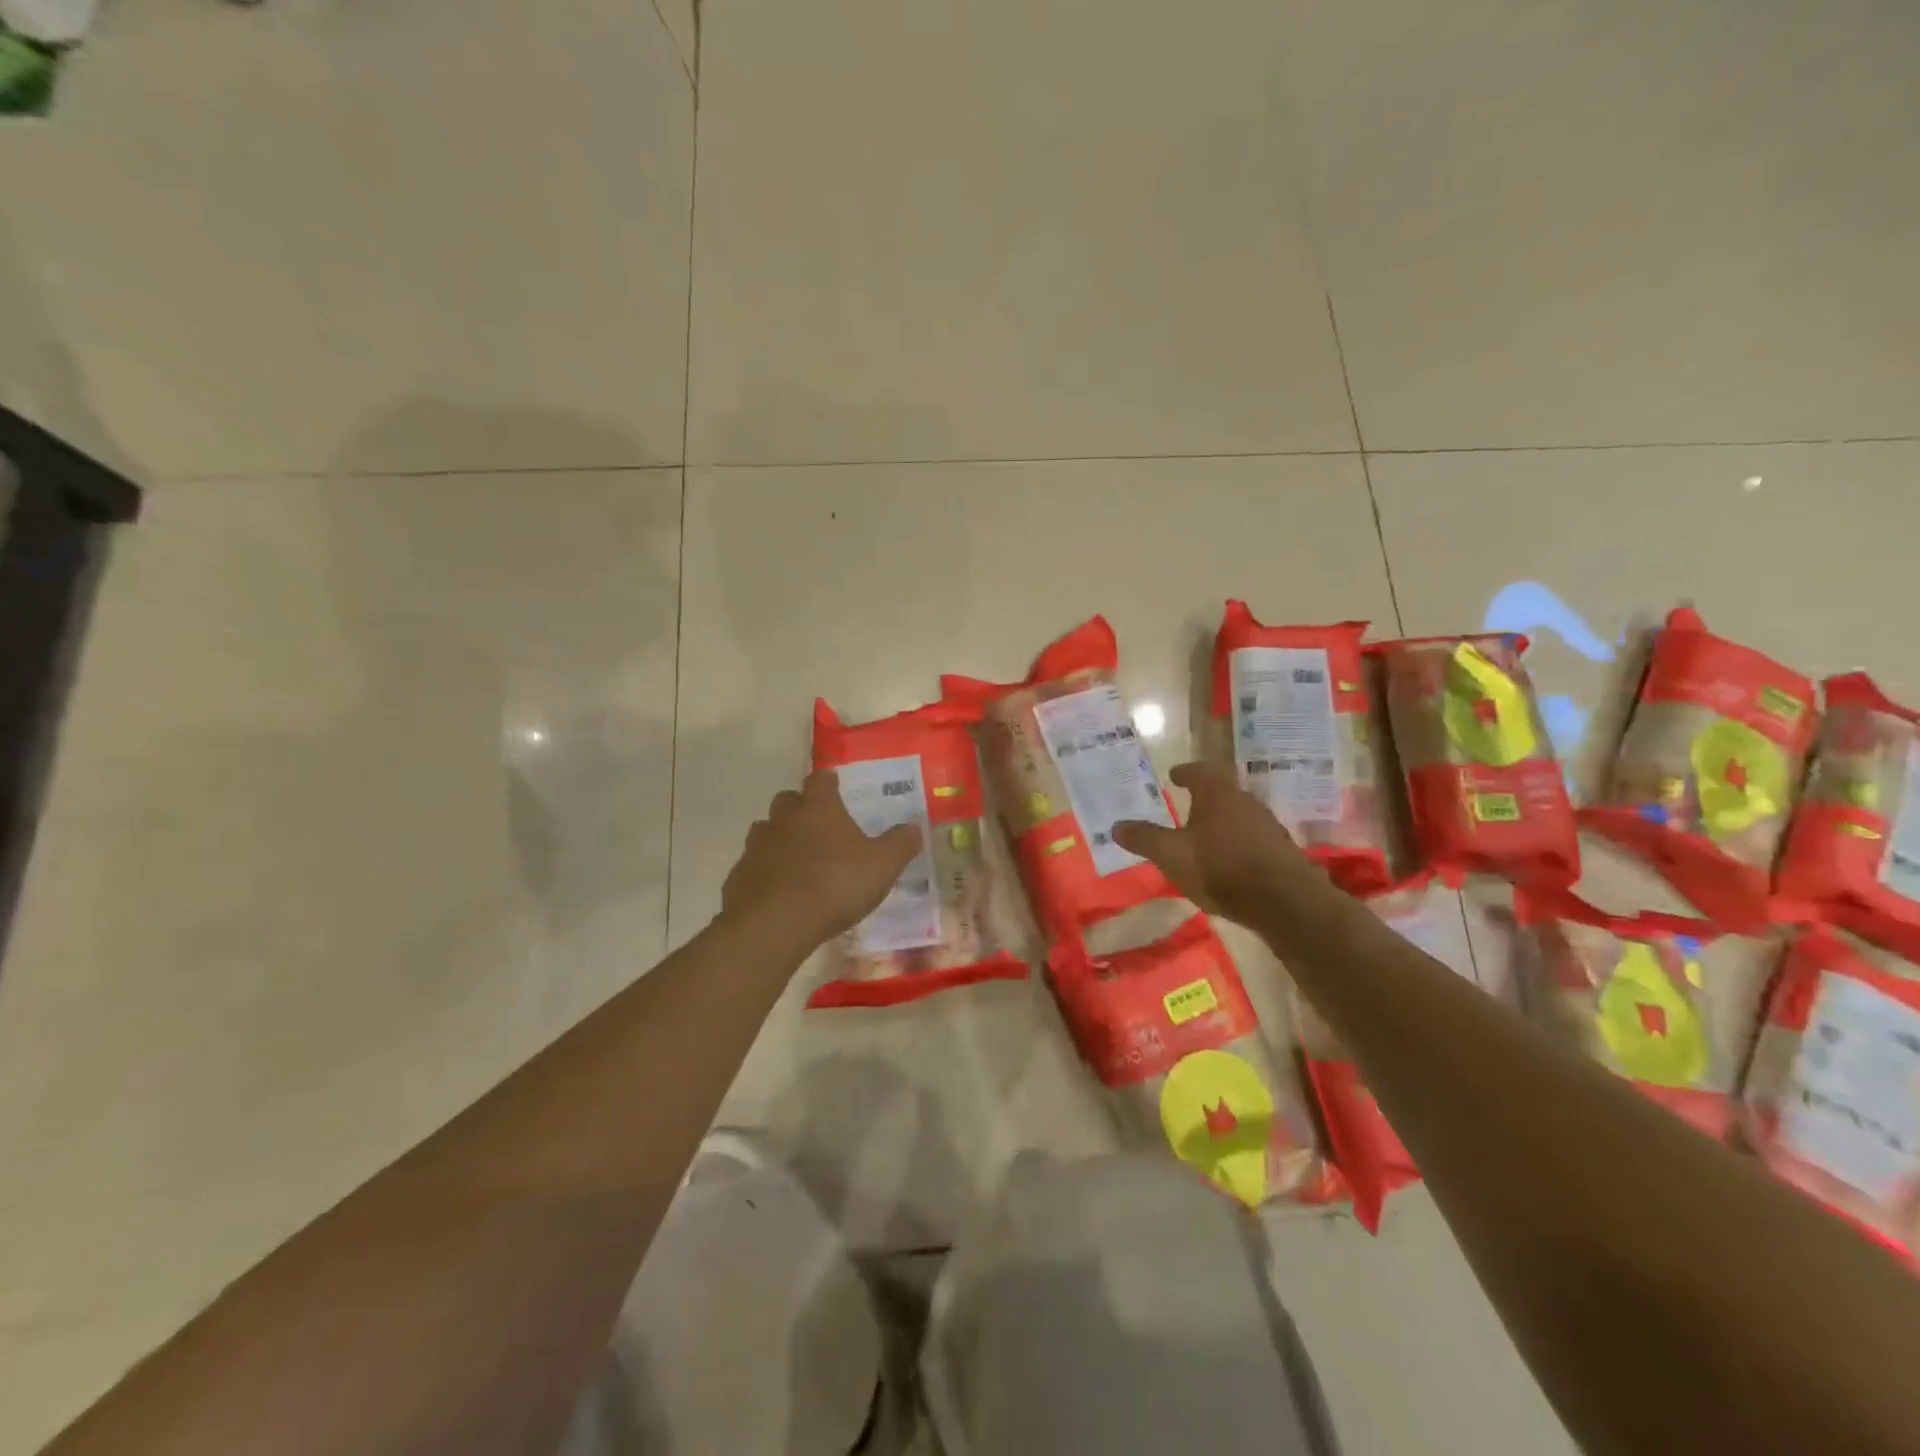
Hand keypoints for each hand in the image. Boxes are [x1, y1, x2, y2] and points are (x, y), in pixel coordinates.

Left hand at [721, 771, 922, 951]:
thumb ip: (900, 844)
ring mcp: (756, 846)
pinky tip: (779, 892)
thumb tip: (914, 826)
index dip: (828, 781)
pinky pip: (754, 866)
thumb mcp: (882, 866)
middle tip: (819, 826)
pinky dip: (766, 872)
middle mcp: (784, 819)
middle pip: (788, 801)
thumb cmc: (834, 885)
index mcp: (818, 808)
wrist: (774, 924)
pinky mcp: (739, 876)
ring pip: (767, 831)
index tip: (835, 784)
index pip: (820, 780)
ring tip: (799, 860)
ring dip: (781, 839)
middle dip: (801, 808)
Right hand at [1112, 762, 1319, 928]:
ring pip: (1238, 815)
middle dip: (1203, 798)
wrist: (1285, 902)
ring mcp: (1267, 825)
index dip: (1185, 772)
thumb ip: (1144, 838)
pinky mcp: (1280, 851)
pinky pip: (1251, 838)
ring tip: (1202, 837)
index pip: (1200, 770)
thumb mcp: (1172, 855)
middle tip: (1185, 806)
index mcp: (1217, 793)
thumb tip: (1116, 825)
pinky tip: (1226, 861)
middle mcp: (1245, 801)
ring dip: (1220, 822)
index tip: (1174, 776)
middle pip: (1222, 791)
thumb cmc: (1220, 867)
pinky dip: (1235, 842)